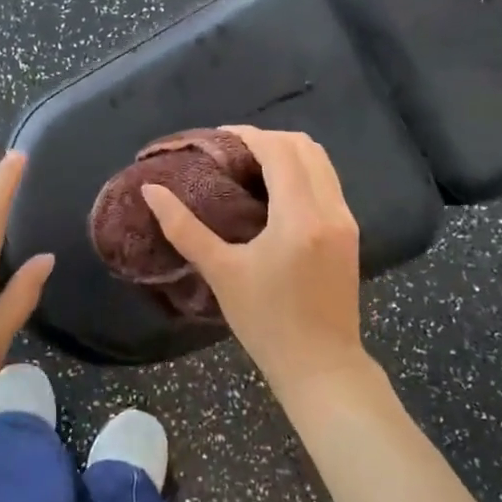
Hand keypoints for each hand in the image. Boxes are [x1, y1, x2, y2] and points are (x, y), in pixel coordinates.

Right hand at [141, 126, 376, 402]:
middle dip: (266, 139)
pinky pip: (327, 182)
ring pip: (321, 161)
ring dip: (287, 153)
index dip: (246, 135)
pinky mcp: (350, 233)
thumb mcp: (221, 273)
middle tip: (230, 153)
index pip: (278, 150)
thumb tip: (151, 191)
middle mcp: (330, 209)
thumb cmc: (266, 322)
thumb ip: (184, 228)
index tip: (216, 139)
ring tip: (249, 168)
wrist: (321, 366)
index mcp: (299, 216)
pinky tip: (273, 193)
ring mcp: (346, 220)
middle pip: (304, 146)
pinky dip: (301, 172)